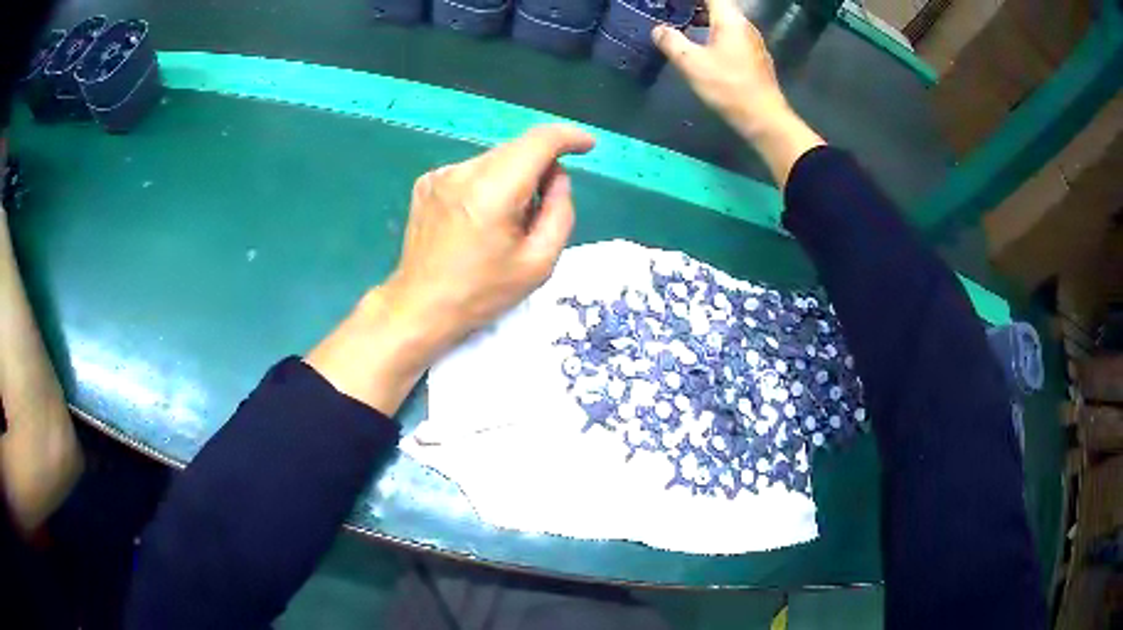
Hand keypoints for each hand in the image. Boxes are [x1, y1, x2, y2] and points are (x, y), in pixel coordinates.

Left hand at [388, 124, 595, 348]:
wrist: (420, 307)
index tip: (586, 145)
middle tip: (540, 210)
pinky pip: (471, 171)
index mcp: (493, 191)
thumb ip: (560, 212)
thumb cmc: (482, 292)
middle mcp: (464, 172)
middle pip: (517, 149)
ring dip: (512, 178)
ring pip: (495, 160)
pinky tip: (478, 219)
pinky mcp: (427, 182)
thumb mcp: (539, 263)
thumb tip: (558, 177)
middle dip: (540, 168)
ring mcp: (441, 175)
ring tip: (504, 222)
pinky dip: (487, 185)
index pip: (539, 141)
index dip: (569, 137)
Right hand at [652, 0, 823, 185]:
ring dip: (706, 17)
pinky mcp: (755, 57)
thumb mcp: (692, 64)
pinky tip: (704, 44)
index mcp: (730, 20)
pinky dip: (715, 31)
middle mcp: (745, 26)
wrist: (764, 118)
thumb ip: (671, 42)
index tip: (674, 3)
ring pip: (727, 20)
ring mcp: (753, 42)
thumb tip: (658, 30)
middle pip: (720, 5)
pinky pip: (732, 34)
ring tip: (685, 22)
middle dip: (697, 5)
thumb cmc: (729, 87)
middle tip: (675, 9)